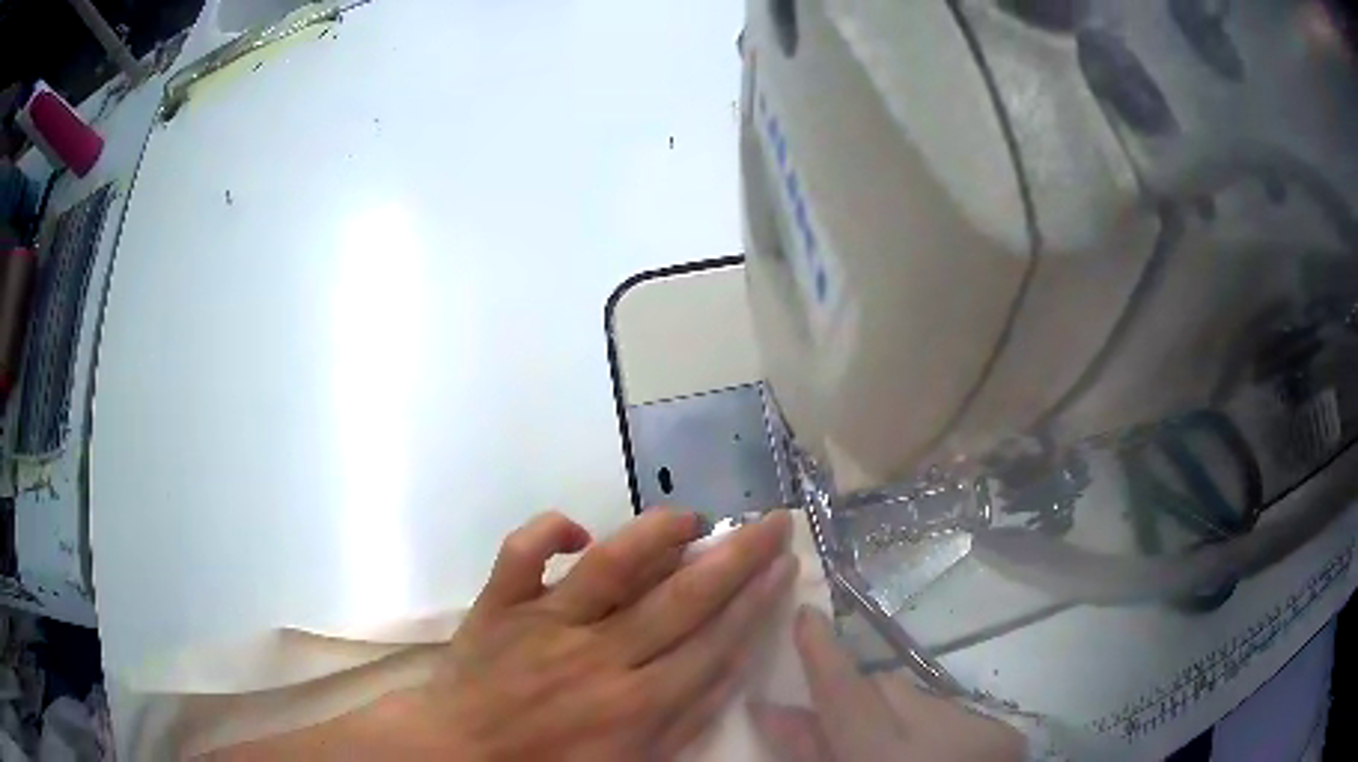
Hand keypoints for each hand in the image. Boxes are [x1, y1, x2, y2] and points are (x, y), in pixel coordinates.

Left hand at [399, 509, 797, 760]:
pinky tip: (577, 531)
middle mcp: (598, 657)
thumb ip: (686, 721)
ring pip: (610, 567)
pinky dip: (546, 531)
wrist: (460, 755)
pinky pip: (521, 554)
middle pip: (682, 599)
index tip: (785, 564)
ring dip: (656, 535)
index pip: (714, 643)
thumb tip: (730, 664)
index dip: (757, 601)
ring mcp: (543, 624)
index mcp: (636, 705)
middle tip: (772, 522)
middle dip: (736, 557)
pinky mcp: (498, 606)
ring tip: (691, 517)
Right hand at [750, 607, 1024, 761]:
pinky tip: (937, 757)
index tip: (806, 616)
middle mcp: (942, 733)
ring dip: (902, 716)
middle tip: (848, 733)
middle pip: (886, 684)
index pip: (848, 691)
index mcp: (887, 757)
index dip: (822, 653)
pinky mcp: (1007, 732)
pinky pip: (955, 710)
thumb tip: (770, 707)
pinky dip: (937, 728)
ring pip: (922, 696)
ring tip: (901, 754)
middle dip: (861, 700)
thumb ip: (808, 752)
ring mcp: (983, 729)